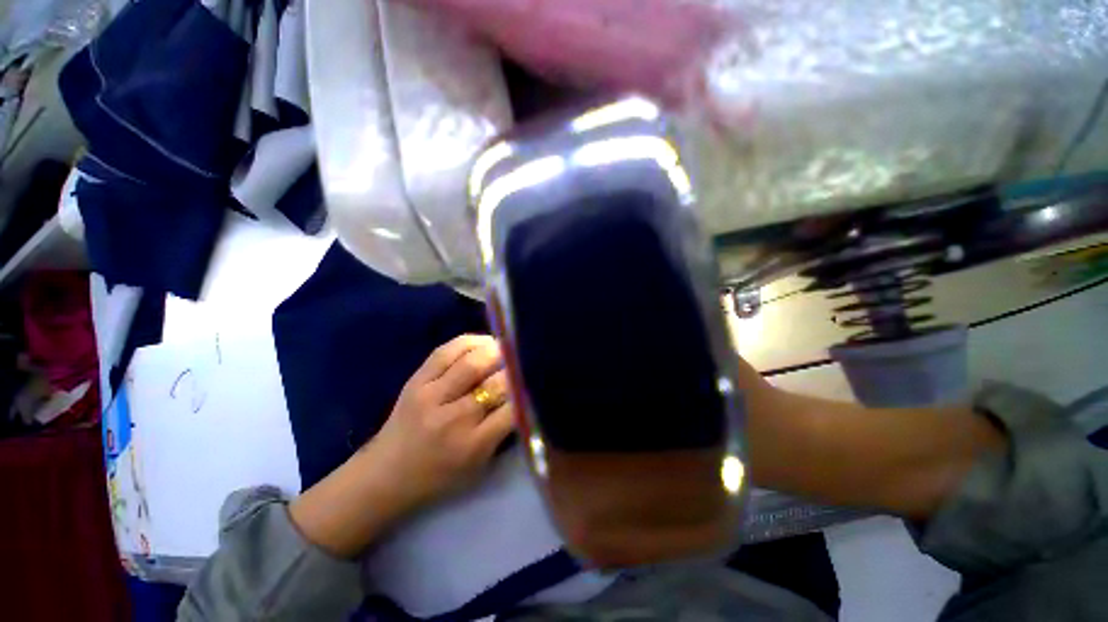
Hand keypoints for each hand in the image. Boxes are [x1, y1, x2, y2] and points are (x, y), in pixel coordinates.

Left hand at [290, 335, 515, 557]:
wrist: (390, 471)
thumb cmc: (439, 478)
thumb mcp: (478, 467)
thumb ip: (501, 436)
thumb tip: (523, 402)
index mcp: (473, 444)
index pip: (512, 410)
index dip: (530, 394)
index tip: (542, 385)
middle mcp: (454, 417)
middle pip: (495, 383)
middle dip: (517, 370)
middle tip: (531, 361)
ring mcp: (431, 395)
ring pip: (471, 361)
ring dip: (496, 350)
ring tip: (510, 347)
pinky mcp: (415, 380)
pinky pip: (445, 352)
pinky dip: (468, 343)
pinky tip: (483, 343)